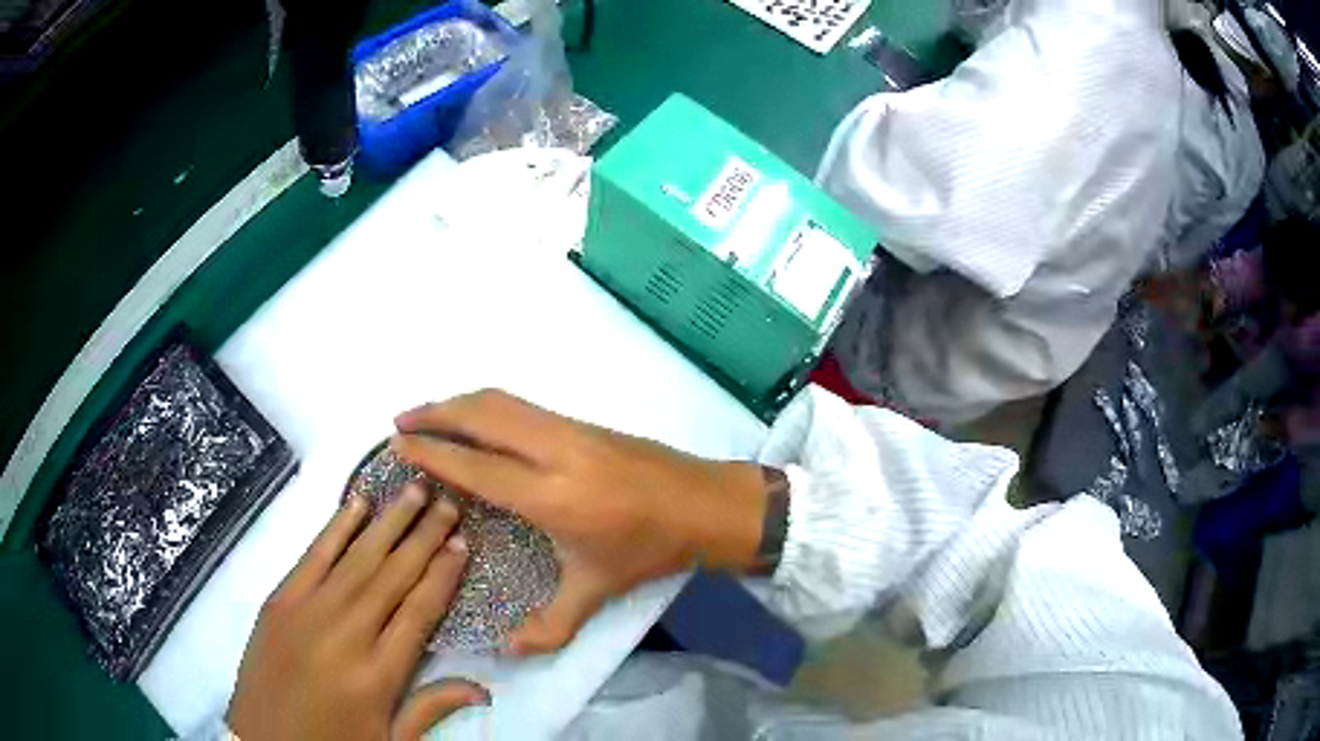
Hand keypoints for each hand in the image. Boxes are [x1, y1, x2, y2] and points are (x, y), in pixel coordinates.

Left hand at [227, 484, 487, 740]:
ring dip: (388, 521)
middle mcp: (344, 635)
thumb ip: (431, 709)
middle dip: (424, 536)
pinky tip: (357, 503)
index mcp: (376, 676)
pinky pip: (313, 556)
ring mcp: (306, 612)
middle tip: (449, 500)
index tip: (463, 542)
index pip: (419, 612)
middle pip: (392, 576)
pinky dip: (337, 527)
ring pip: (356, 558)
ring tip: (415, 489)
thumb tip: (484, 688)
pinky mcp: (278, 601)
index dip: (442, 576)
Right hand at [391, 390, 766, 654]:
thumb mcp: (598, 590)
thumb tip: (508, 651)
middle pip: (483, 417)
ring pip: (502, 401)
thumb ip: (552, 625)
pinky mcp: (582, 420)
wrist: (704, 503)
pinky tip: (476, 421)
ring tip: (426, 415)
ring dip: (458, 403)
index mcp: (553, 496)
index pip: (478, 468)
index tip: (398, 448)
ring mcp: (570, 428)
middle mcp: (555, 451)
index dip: (434, 455)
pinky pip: (521, 404)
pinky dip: (486, 405)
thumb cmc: (648, 549)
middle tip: (398, 424)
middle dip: (435, 414)